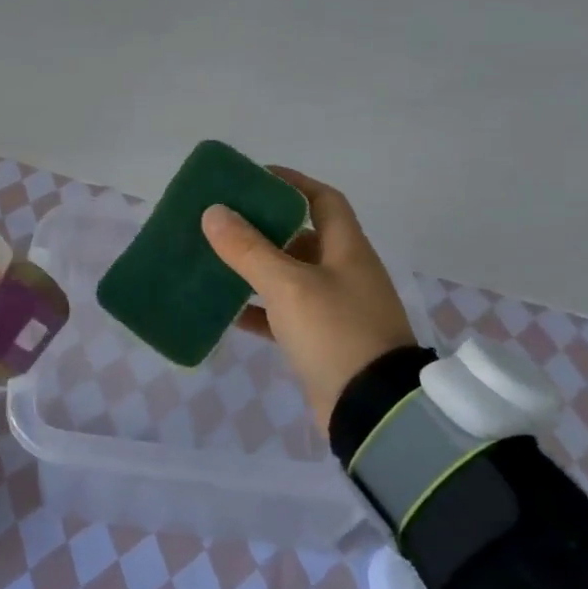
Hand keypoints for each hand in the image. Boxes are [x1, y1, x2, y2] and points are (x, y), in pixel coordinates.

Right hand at [201, 167, 416, 421]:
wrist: (373, 410)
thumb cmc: (336, 334)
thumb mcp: (288, 285)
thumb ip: (249, 249)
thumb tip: (214, 212)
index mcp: (347, 250)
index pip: (323, 200)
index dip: (292, 182)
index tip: (253, 178)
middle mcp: (343, 273)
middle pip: (302, 236)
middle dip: (264, 226)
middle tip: (222, 220)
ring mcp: (334, 309)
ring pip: (289, 276)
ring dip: (256, 268)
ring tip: (215, 259)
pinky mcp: (320, 342)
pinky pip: (283, 315)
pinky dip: (257, 309)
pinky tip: (225, 309)